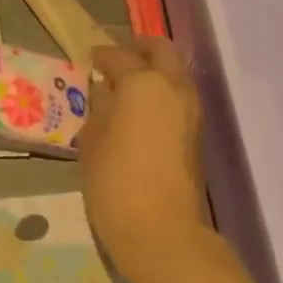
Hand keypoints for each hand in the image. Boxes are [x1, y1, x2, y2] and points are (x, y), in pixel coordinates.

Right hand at [78, 38, 215, 282]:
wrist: (162, 233)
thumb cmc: (115, 183)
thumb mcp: (92, 141)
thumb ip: (98, 108)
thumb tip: (102, 91)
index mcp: (142, 83)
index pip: (118, 56)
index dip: (100, 56)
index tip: (86, 60)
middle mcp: (172, 88)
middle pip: (160, 51)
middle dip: (137, 49)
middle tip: (113, 61)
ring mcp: (190, 110)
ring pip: (174, 72)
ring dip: (152, 71)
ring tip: (122, 87)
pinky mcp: (195, 133)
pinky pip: (177, 96)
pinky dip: (160, 92)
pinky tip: (136, 110)